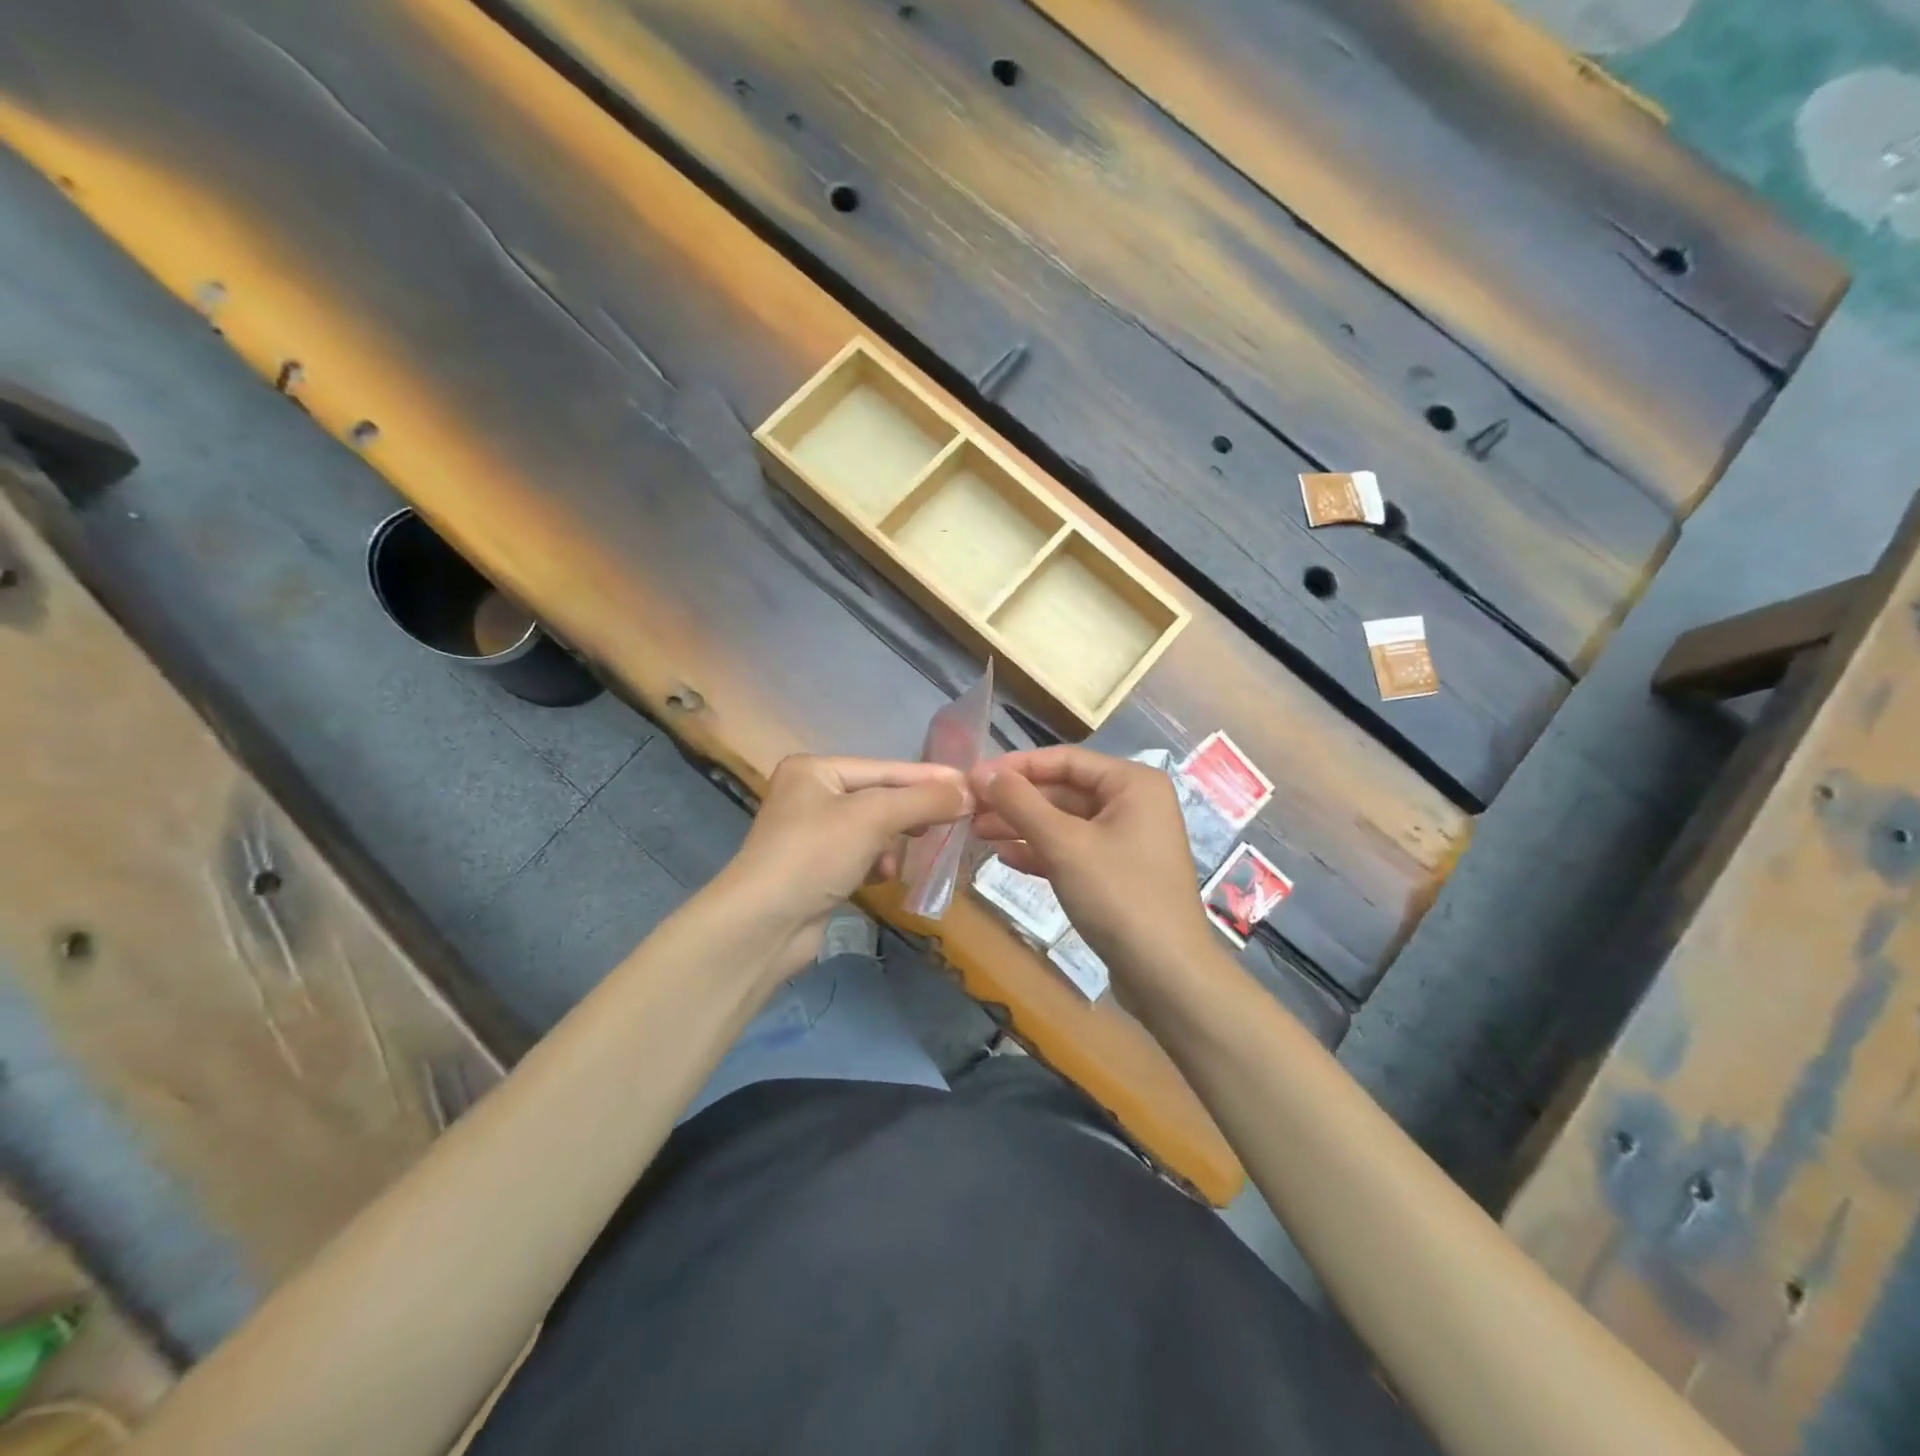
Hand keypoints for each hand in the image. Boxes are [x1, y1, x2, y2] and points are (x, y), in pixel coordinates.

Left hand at [715, 754, 971, 976]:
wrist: (762, 926)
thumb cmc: (814, 855)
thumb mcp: (873, 818)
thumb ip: (923, 800)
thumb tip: (969, 790)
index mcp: (815, 769)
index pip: (885, 769)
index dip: (929, 778)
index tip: (971, 785)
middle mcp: (810, 794)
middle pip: (880, 798)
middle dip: (911, 814)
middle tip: (950, 823)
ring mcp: (812, 833)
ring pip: (874, 829)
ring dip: (892, 844)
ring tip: (896, 861)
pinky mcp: (816, 868)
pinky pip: (860, 854)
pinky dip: (875, 863)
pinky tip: (880, 877)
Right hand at [970, 746, 1216, 995]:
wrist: (1167, 975)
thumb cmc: (1118, 895)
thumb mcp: (1063, 844)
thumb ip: (1020, 803)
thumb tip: (980, 770)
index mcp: (1132, 783)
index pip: (1064, 759)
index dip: (1016, 766)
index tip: (973, 777)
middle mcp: (1133, 803)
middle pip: (1063, 790)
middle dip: (1016, 800)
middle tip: (969, 809)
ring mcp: (1126, 840)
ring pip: (1064, 822)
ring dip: (1022, 826)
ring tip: (977, 832)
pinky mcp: (1117, 873)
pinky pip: (1073, 850)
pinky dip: (1041, 852)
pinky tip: (1005, 857)